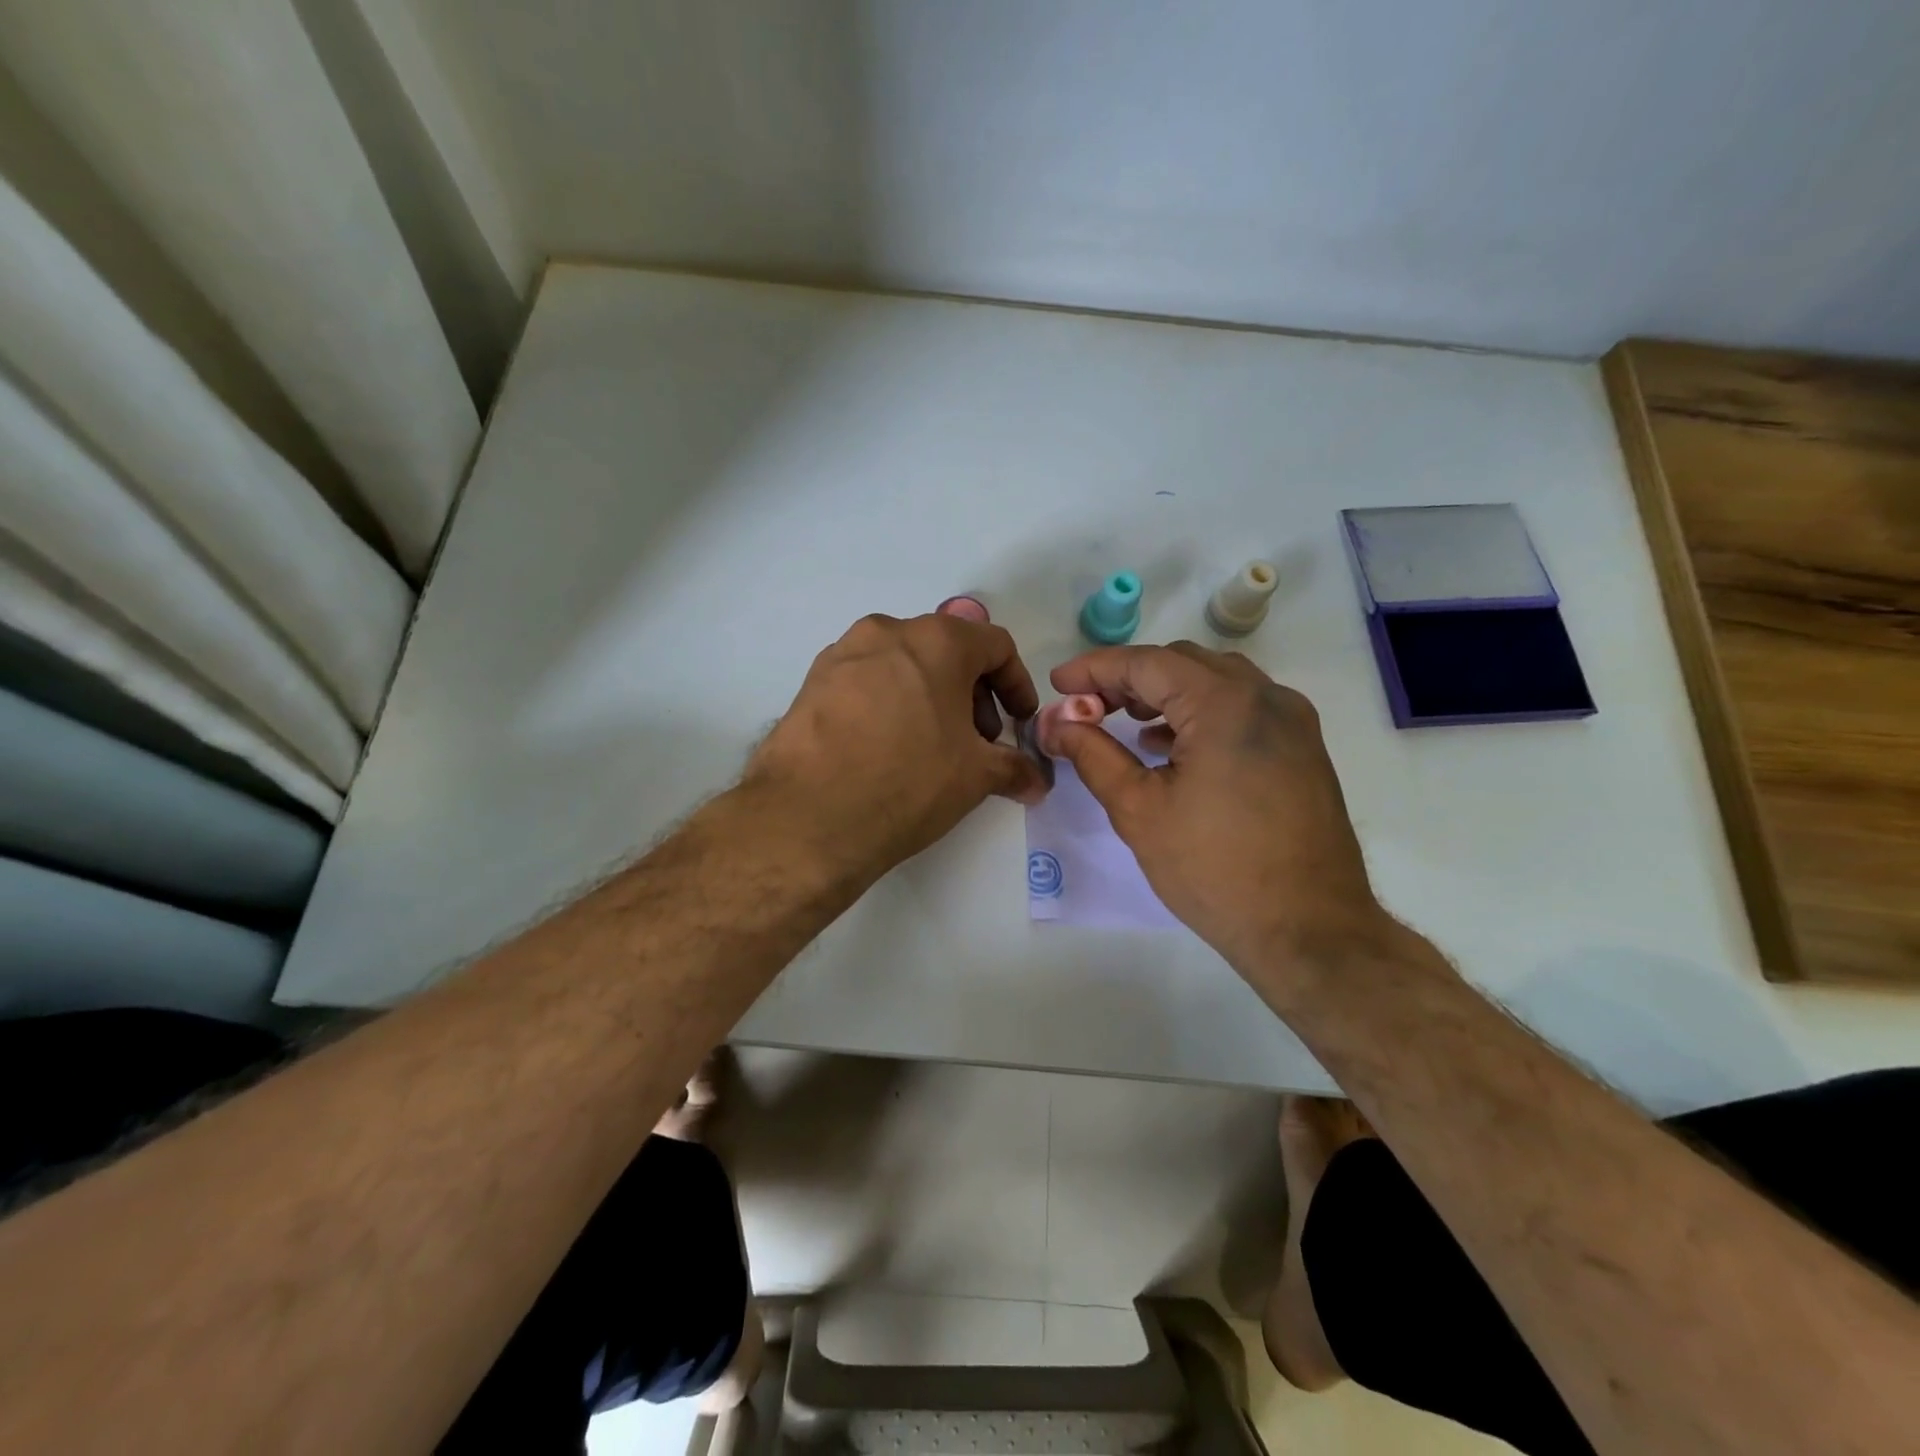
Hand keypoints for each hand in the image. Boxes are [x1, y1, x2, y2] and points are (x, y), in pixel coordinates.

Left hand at [744, 613, 1047, 884]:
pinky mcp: (811, 682)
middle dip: (972, 694)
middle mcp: (887, 632)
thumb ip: (1015, 769)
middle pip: (947, 651)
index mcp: (936, 640)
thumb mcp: (975, 776)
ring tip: (931, 748)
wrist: (808, 817)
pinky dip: (889, 704)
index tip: (1019, 722)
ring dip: (930, 697)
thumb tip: (1037, 782)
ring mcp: (842, 654)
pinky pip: (866, 682)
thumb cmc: (908, 782)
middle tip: (977, 741)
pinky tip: (886, 749)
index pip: (995, 646)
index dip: (1017, 684)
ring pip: (903, 665)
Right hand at [1046, 643, 1385, 974]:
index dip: (1096, 669)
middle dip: (1130, 678)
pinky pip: (1242, 708)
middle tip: (1088, 706)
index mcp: (1225, 704)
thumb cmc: (1214, 869)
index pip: (1147, 663)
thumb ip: (1092, 754)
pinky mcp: (1302, 748)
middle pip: (1184, 664)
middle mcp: (1266, 697)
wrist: (1309, 930)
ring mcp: (1292, 721)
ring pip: (1216, 682)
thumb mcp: (1137, 809)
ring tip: (1123, 720)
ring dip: (1166, 692)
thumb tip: (1055, 724)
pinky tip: (1170, 745)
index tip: (1059, 682)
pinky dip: (1199, 712)